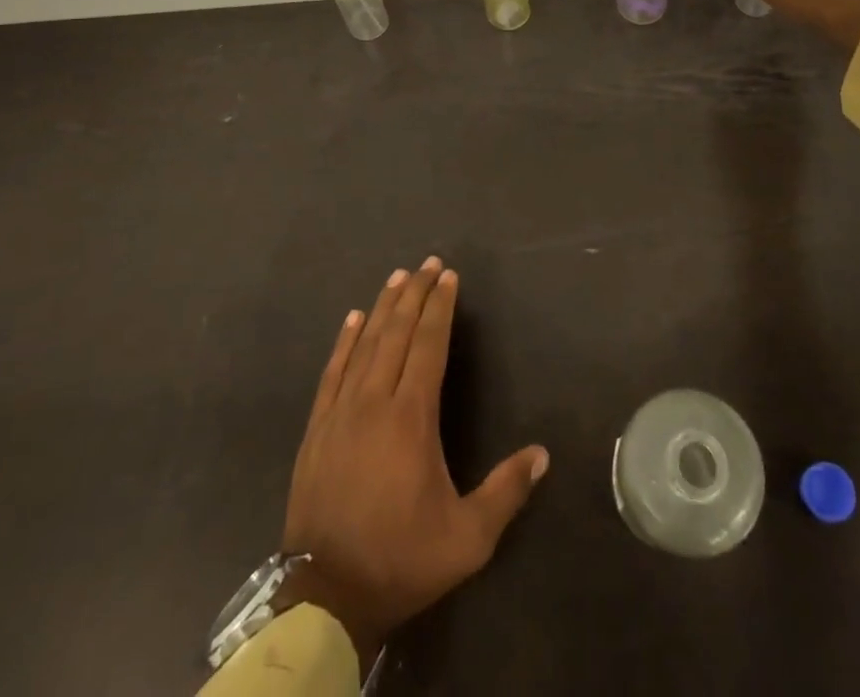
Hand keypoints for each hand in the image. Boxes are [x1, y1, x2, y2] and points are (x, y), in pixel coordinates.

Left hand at [278, 257, 548, 667]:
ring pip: (365, 344)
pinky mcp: (317, 428)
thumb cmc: (401, 559)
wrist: (324, 595)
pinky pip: (332, 371)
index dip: (440, 308)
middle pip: (397, 334)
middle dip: (415, 295)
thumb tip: (543, 454)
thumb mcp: (467, 538)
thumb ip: (506, 491)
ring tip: (398, 276)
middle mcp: (374, 402)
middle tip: (428, 262)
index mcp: (411, 417)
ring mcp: (340, 412)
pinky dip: (345, 340)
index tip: (449, 277)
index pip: (428, 346)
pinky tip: (353, 319)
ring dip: (384, 307)